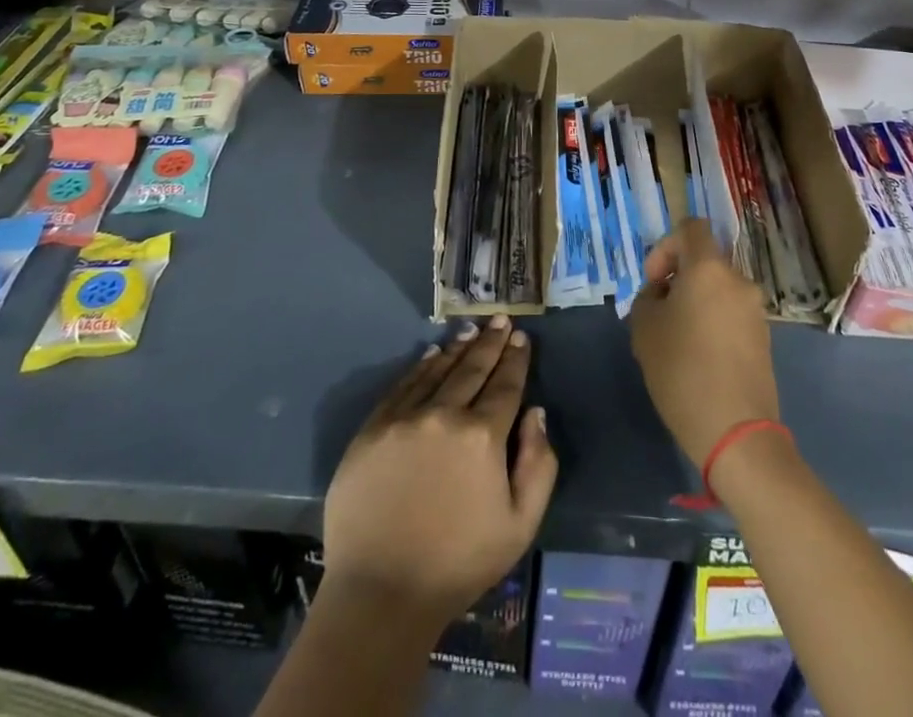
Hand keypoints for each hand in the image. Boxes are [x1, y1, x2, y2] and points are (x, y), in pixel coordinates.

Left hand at [321, 316, 557, 630]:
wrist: (380, 592)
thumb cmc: (458, 564)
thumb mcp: (520, 526)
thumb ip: (539, 465)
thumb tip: (535, 413)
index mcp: (482, 436)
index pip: (505, 385)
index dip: (516, 360)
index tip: (522, 339)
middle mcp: (444, 414)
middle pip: (473, 369)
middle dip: (491, 343)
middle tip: (502, 320)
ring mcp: (404, 418)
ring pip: (438, 371)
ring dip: (459, 348)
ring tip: (472, 330)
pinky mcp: (373, 428)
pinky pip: (403, 386)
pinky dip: (421, 367)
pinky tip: (432, 355)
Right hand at [629, 218, 779, 468]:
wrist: (736, 432)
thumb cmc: (682, 370)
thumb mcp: (644, 328)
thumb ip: (648, 298)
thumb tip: (663, 295)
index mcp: (709, 268)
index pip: (691, 228)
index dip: (666, 246)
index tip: (655, 282)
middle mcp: (738, 280)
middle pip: (704, 262)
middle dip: (679, 281)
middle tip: (659, 316)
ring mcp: (756, 310)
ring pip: (718, 291)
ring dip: (696, 304)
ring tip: (677, 342)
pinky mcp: (764, 339)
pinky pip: (731, 315)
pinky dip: (713, 324)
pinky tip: (698, 360)